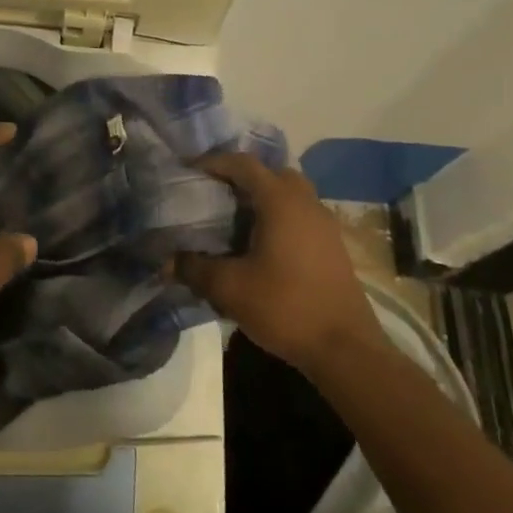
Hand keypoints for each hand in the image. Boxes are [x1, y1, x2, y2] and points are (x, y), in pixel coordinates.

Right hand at [173, 153, 378, 370]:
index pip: (244, 164)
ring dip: (262, 198)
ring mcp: (324, 225)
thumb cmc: (285, 307)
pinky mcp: (332, 247)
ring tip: (233, 219)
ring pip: (290, 195)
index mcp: (281, 202)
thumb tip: (167, 262)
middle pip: (272, 173)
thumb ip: (194, 269)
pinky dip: (278, 217)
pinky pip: (300, 216)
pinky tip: (259, 245)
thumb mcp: (229, 288)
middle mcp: (306, 204)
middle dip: (242, 177)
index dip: (214, 162)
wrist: (345, 349)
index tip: (189, 171)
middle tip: (214, 192)